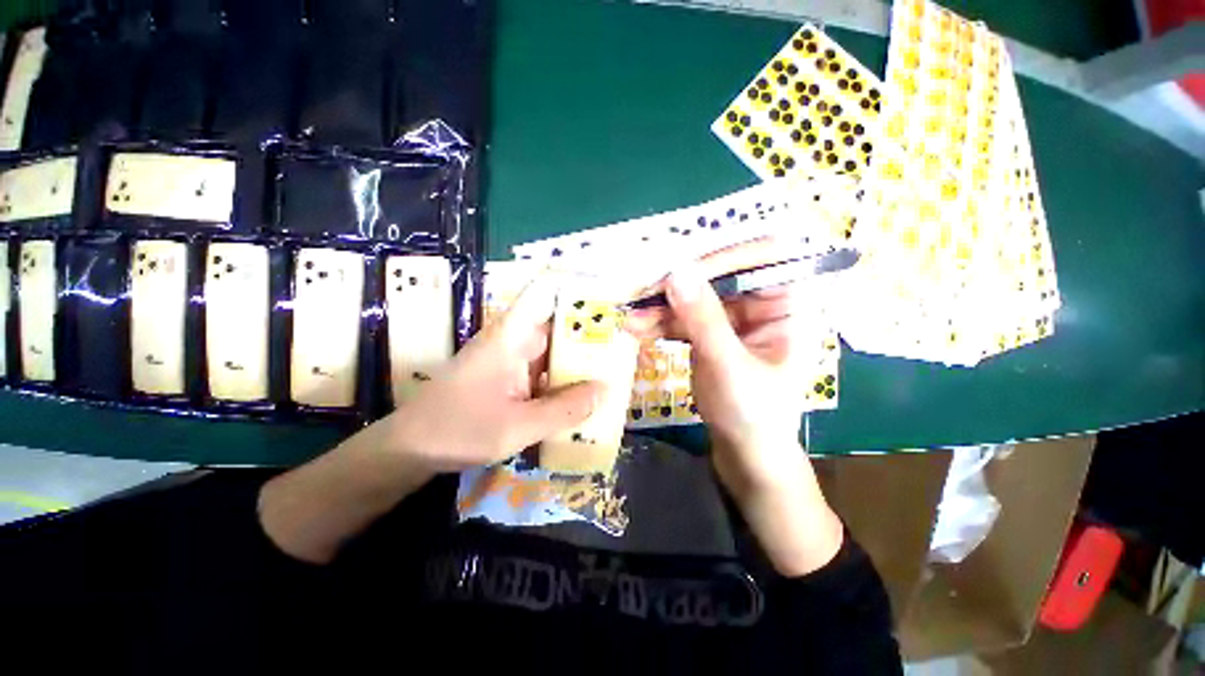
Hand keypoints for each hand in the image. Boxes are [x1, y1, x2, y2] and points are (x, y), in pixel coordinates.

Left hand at [260, 273, 603, 564]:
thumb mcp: (517, 426)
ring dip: (578, 359)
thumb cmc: (458, 431)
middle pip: (557, 325)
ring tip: (615, 366)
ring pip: (552, 350)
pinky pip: (543, 371)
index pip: (543, 293)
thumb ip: (563, 410)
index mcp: (511, 337)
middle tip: (625, 342)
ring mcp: (511, 359)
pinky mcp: (509, 377)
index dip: (574, 285)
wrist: (409, 451)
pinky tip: (584, 393)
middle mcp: (513, 340)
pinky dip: (562, 379)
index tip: (608, 289)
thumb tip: (605, 390)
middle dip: (589, 332)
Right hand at [626, 263, 810, 495]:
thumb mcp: (728, 366)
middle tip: (642, 296)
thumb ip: (703, 318)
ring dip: (662, 308)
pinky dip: (662, 323)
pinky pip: (686, 319)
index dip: (721, 257)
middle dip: (679, 288)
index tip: (679, 271)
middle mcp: (765, 304)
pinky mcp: (713, 334)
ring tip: (631, 320)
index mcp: (790, 305)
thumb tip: (676, 271)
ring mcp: (736, 320)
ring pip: (696, 298)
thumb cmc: (753, 415)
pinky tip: (638, 330)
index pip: (762, 257)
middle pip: (719, 277)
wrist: (746, 455)